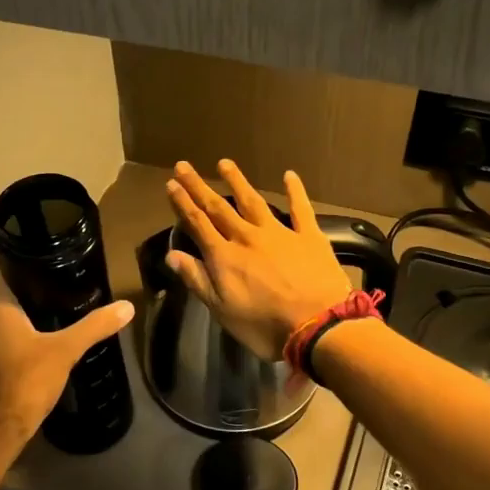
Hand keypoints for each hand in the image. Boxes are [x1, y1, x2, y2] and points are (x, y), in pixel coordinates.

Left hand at [0, 255, 134, 445]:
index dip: (7, 256)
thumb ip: (95, 326)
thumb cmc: (26, 380)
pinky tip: (33, 346)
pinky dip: (7, 337)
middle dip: (19, 287)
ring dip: (13, 315)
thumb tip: (127, 307)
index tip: (34, 259)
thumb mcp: (66, 350)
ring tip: (46, 316)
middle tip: (52, 287)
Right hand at [165, 160, 350, 360]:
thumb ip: (197, 280)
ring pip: (252, 201)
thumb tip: (171, 254)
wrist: (318, 325)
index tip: (171, 184)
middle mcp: (247, 237)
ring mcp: (279, 233)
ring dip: (237, 181)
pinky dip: (294, 191)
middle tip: (184, 166)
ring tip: (224, 163)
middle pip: (219, 208)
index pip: (198, 224)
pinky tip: (289, 175)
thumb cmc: (265, 326)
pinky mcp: (309, 236)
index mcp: (224, 257)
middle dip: (199, 187)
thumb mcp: (223, 310)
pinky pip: (300, 208)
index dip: (183, 204)